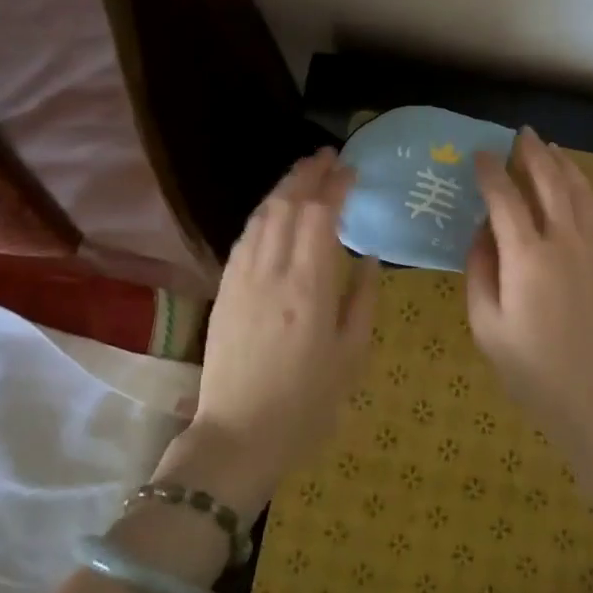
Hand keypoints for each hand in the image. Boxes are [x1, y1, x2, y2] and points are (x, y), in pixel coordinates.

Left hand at [161, 149, 377, 517]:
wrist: (238, 435)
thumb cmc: (307, 403)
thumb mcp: (351, 355)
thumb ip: (363, 299)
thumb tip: (367, 257)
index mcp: (309, 287)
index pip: (321, 215)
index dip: (336, 186)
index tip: (351, 170)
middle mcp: (271, 272)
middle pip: (287, 204)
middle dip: (308, 174)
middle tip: (328, 157)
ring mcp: (242, 278)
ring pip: (262, 216)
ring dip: (284, 188)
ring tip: (303, 174)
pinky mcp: (225, 289)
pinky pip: (245, 237)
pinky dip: (264, 213)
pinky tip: (274, 211)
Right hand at [467, 128, 592, 432]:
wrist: (592, 395)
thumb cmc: (529, 367)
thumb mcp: (486, 323)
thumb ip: (479, 270)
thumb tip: (483, 232)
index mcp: (527, 257)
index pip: (505, 199)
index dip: (490, 172)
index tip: (479, 154)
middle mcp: (564, 241)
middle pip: (549, 182)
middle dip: (532, 153)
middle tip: (520, 134)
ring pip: (579, 190)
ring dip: (563, 164)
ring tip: (549, 147)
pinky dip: (587, 189)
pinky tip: (578, 184)